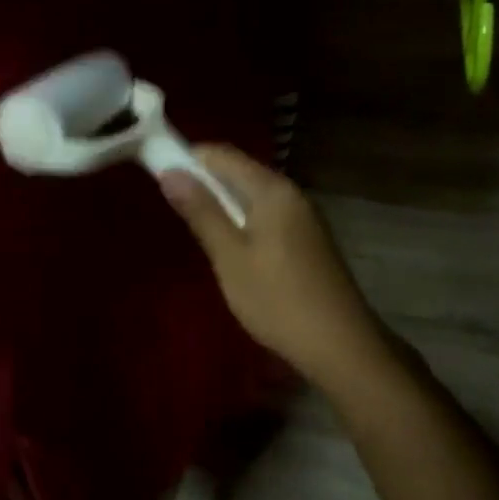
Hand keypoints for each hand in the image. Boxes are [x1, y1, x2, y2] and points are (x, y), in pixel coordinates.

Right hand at [160, 147, 388, 392]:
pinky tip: (231, 248)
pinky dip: (243, 221)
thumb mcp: (230, 257)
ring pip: (254, 196)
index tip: (159, 174)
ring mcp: (304, 217)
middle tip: (174, 207)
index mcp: (273, 190)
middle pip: (240, 172)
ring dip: (223, 204)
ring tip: (197, 229)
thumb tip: (170, 172)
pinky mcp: (308, 240)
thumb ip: (201, 212)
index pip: (223, 155)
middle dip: (204, 182)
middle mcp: (292, 194)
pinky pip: (267, 216)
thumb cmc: (277, 299)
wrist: (339, 344)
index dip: (189, 158)